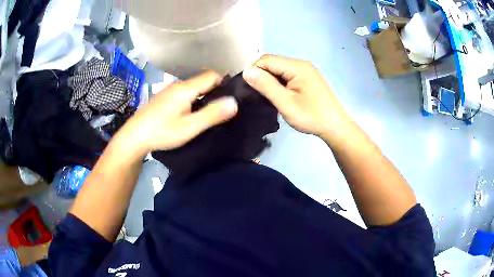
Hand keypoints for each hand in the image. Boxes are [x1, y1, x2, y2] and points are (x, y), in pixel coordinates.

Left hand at [117, 71, 237, 155]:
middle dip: (213, 91)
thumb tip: (234, 102)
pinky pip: (182, 93)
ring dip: (201, 96)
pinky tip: (187, 115)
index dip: (222, 84)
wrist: (134, 137)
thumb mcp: (190, 127)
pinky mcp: (162, 98)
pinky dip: (190, 100)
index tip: (227, 100)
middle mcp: (176, 85)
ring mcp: (167, 90)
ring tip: (203, 114)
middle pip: (201, 81)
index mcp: (185, 88)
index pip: (211, 75)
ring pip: (191, 88)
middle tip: (218, 110)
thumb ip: (212, 114)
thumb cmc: (162, 132)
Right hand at [242, 55, 348, 137]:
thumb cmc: (311, 116)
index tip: (247, 87)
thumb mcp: (286, 103)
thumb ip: (266, 86)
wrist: (335, 126)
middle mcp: (301, 64)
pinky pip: (287, 75)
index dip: (254, 70)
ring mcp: (306, 71)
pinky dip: (279, 82)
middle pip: (273, 62)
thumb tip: (247, 72)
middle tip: (255, 93)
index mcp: (297, 67)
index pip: (267, 60)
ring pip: (279, 69)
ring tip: (265, 95)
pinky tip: (278, 94)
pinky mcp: (307, 78)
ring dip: (270, 79)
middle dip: (261, 74)